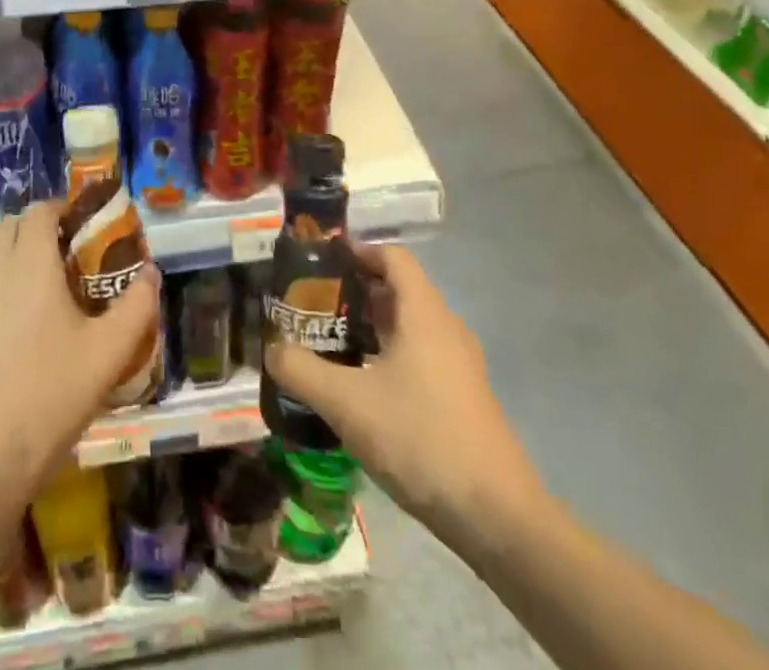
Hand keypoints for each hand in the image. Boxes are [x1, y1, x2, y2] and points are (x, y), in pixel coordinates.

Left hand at [0, 199, 160, 504]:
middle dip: (39, 229)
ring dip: (15, 255)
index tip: (87, 229)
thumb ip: (136, 307)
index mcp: (28, 263)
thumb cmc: (48, 397)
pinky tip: (18, 327)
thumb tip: (150, 274)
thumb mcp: (108, 354)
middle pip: (11, 226)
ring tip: (46, 289)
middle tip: (70, 258)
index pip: (39, 210)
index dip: (63, 209)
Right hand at [267, 244, 548, 547]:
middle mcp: (445, 327)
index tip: (321, 264)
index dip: (357, 252)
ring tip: (330, 345)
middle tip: (313, 308)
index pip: (392, 256)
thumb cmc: (420, 438)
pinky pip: (420, 356)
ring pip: (408, 327)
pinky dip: (388, 356)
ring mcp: (458, 364)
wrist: (497, 517)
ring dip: (370, 327)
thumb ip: (301, 370)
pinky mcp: (462, 397)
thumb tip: (271, 350)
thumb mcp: (347, 403)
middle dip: (354, 293)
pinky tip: (362, 389)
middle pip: (398, 290)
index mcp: (423, 313)